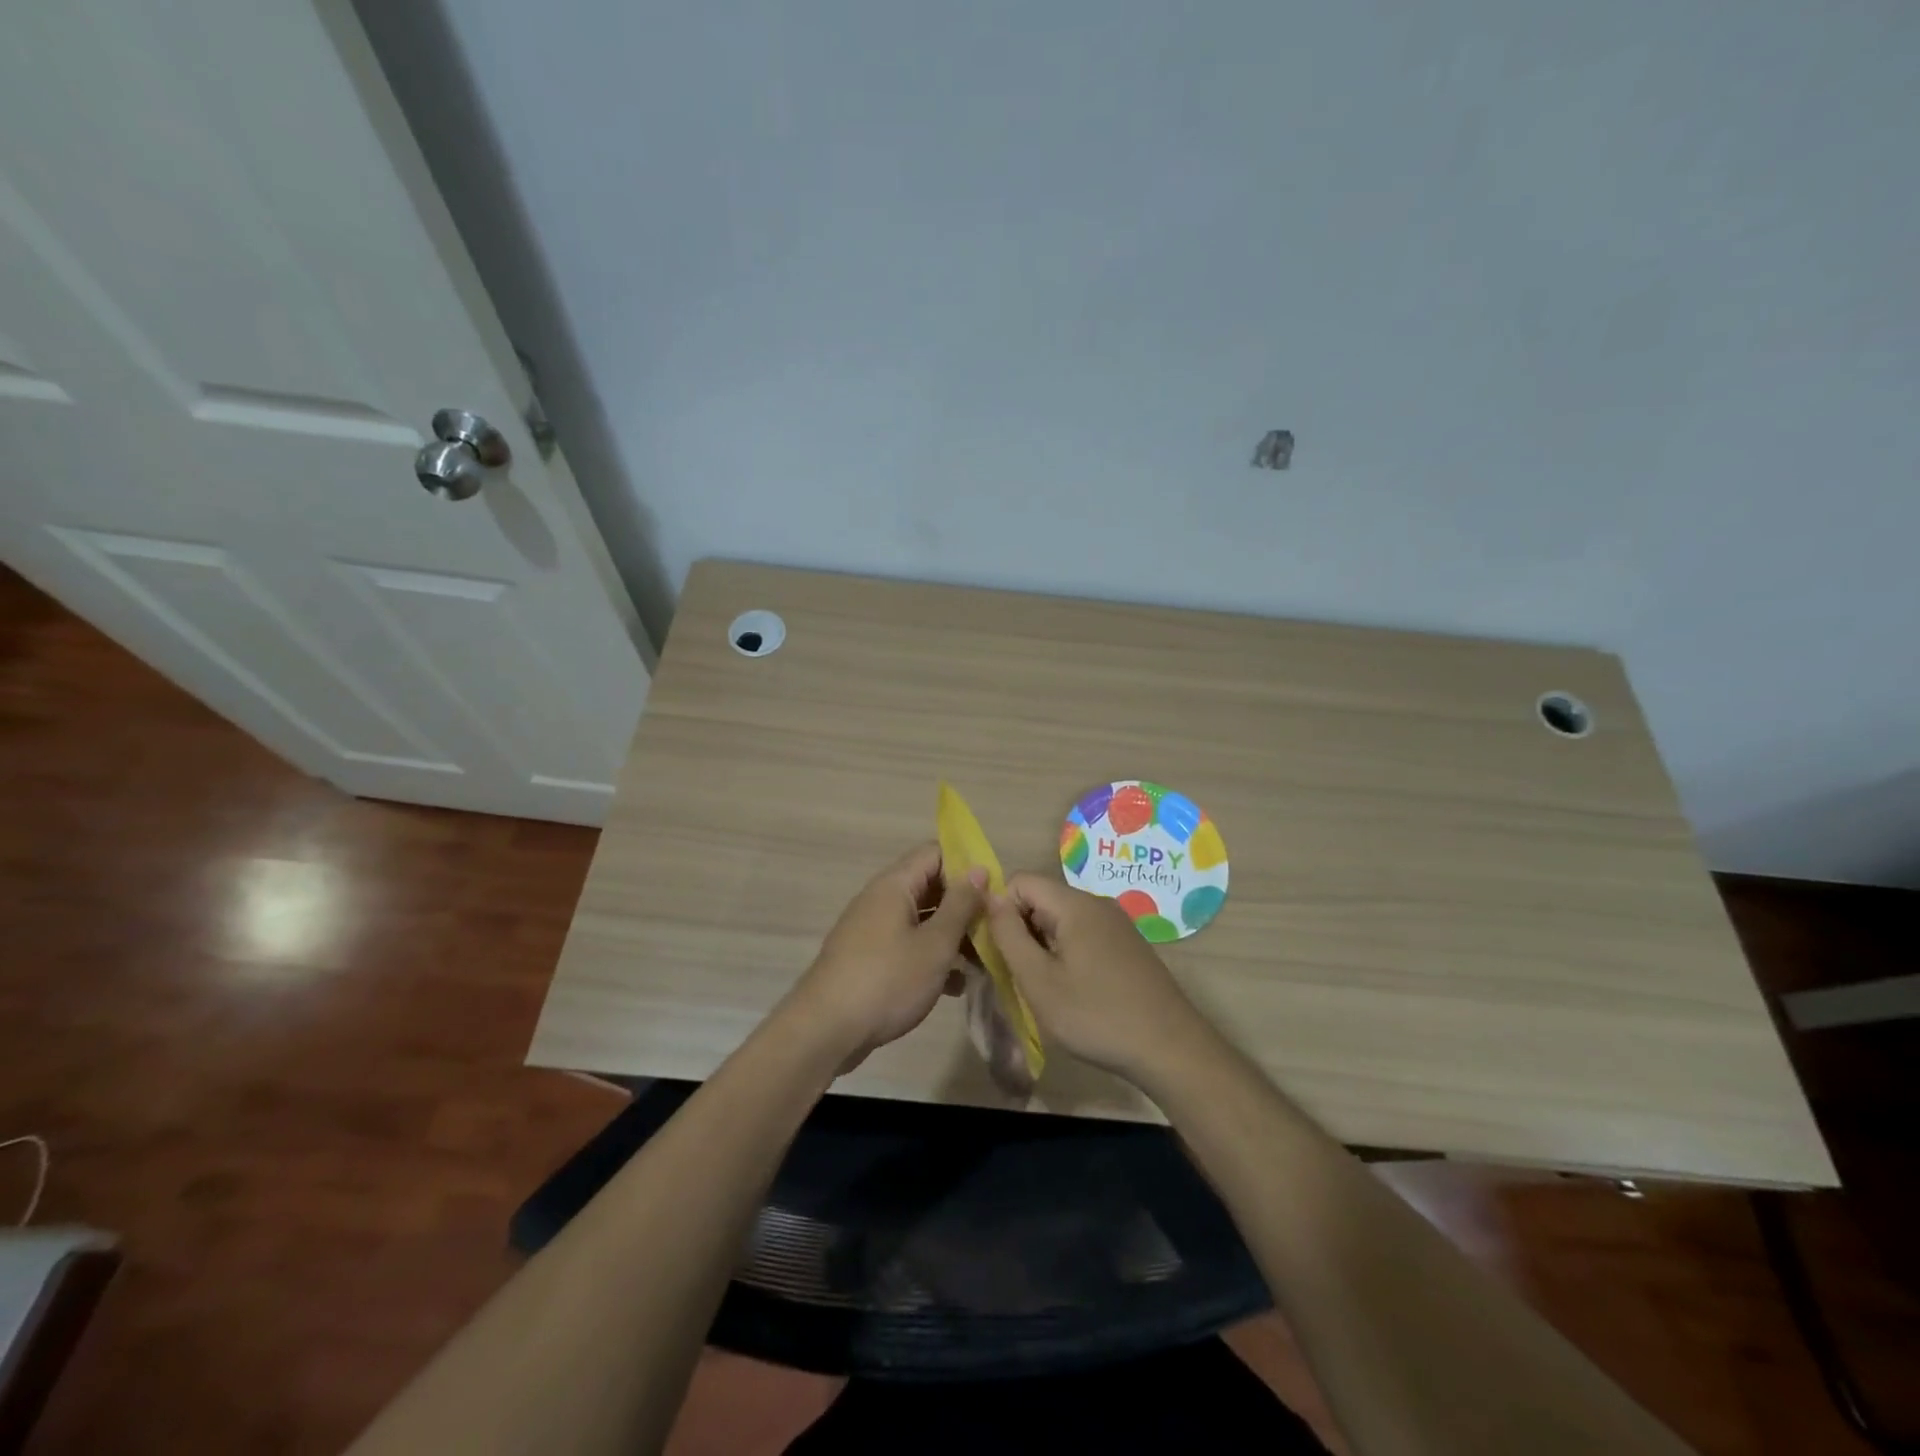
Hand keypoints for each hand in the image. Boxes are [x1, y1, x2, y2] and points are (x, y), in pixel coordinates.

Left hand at [785, 843, 985, 1072]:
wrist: (825, 1030)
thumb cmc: (887, 980)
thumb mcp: (935, 944)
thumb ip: (961, 905)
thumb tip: (978, 869)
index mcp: (895, 885)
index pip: (936, 853)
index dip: (967, 866)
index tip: (994, 892)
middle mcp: (880, 899)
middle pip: (930, 886)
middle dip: (964, 906)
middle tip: (994, 931)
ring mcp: (872, 929)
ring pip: (921, 920)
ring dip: (951, 936)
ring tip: (982, 964)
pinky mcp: (868, 959)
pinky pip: (907, 945)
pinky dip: (930, 957)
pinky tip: (955, 986)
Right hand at [987, 873, 1216, 1084]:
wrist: (1170, 1049)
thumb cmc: (1096, 1015)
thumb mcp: (1038, 980)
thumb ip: (1009, 934)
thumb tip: (990, 896)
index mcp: (1075, 904)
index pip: (1020, 881)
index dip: (1001, 910)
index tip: (1001, 951)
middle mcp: (1097, 903)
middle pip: (1042, 899)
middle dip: (1021, 930)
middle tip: (1019, 975)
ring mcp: (1117, 924)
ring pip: (1062, 920)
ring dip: (1043, 946)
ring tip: (1045, 988)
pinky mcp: (1127, 945)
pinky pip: (1083, 935)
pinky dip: (1067, 954)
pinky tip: (1073, 991)